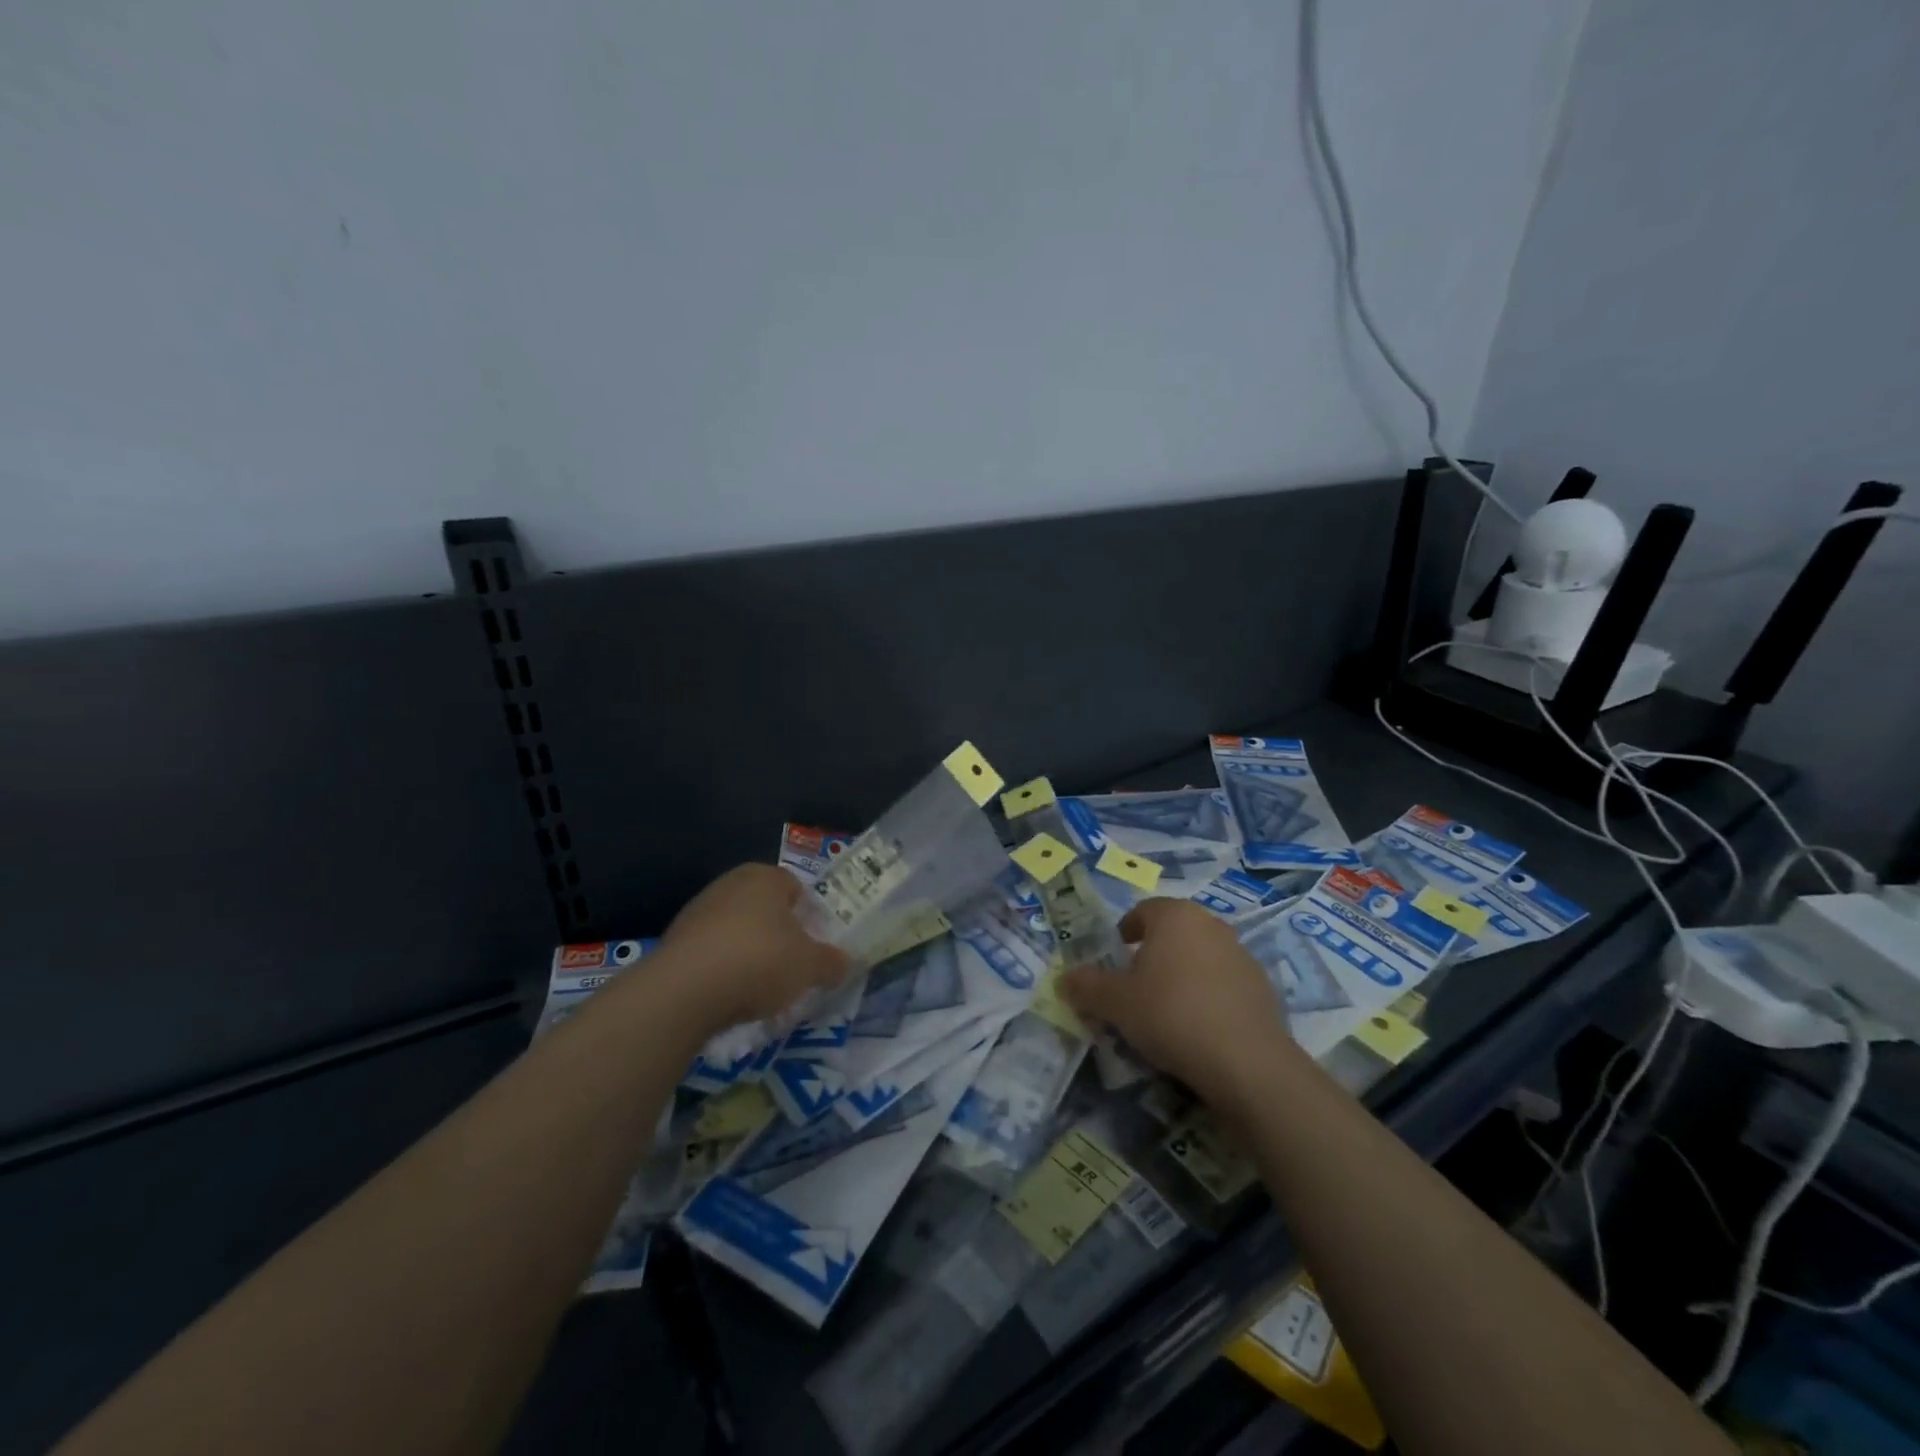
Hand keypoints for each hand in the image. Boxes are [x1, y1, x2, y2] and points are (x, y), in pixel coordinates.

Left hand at [660, 864, 851, 1034]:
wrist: (684, 991)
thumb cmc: (759, 961)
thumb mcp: (810, 966)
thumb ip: (831, 962)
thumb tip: (843, 963)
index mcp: (765, 877)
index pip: (796, 888)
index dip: (810, 917)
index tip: (816, 946)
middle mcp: (730, 884)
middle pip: (765, 908)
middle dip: (779, 935)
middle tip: (793, 966)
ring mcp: (698, 910)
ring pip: (737, 930)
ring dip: (749, 953)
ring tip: (761, 988)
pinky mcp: (675, 941)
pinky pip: (711, 952)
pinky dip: (723, 969)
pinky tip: (730, 995)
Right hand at [1061, 897, 1293, 1112]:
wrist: (1245, 1061)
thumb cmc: (1170, 1014)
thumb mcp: (1115, 1003)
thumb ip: (1086, 986)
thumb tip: (1064, 978)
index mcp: (1175, 916)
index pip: (1143, 911)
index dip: (1125, 932)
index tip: (1115, 960)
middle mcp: (1210, 925)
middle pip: (1173, 933)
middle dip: (1153, 954)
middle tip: (1136, 988)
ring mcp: (1241, 955)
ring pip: (1200, 957)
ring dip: (1182, 975)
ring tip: (1167, 1012)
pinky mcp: (1263, 987)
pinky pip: (1223, 984)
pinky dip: (1208, 997)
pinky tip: (1199, 1029)